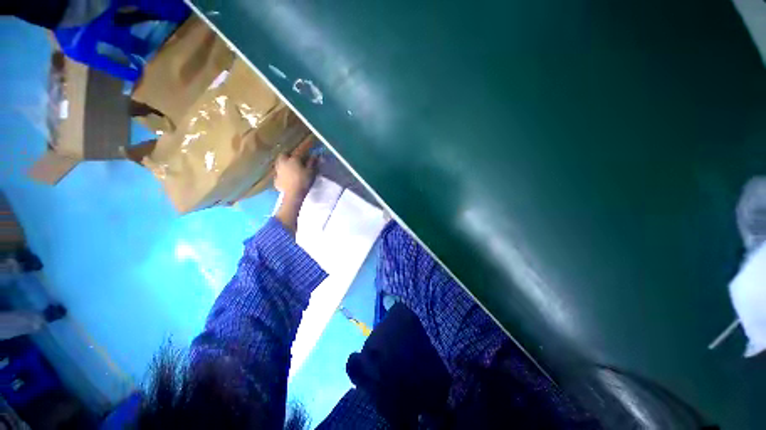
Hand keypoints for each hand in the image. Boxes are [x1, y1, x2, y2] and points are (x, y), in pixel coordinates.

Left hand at [274, 153, 316, 234]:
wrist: (293, 194)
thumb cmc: (304, 181)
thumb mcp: (311, 171)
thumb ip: (312, 162)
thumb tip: (315, 155)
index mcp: (292, 159)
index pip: (298, 152)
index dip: (303, 152)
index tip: (306, 153)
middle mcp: (283, 163)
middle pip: (283, 156)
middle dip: (287, 156)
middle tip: (294, 160)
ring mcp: (278, 172)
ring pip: (279, 165)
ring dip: (283, 165)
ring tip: (290, 169)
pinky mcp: (276, 181)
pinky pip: (279, 175)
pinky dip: (282, 176)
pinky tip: (287, 179)